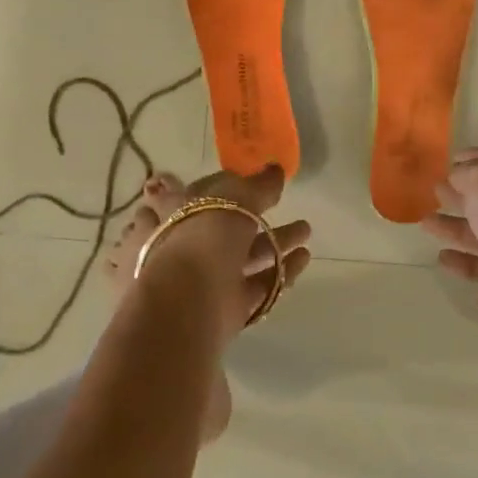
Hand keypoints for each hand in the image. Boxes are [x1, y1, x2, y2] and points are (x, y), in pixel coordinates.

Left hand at [137, 165, 311, 332]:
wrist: (188, 304)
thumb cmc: (201, 237)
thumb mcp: (232, 197)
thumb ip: (257, 185)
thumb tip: (275, 170)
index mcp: (171, 214)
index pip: (190, 193)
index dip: (216, 185)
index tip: (243, 178)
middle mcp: (183, 246)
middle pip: (223, 227)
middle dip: (255, 215)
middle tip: (282, 202)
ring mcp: (204, 279)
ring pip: (244, 257)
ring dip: (275, 242)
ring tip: (306, 229)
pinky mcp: (225, 307)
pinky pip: (258, 285)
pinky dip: (281, 270)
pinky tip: (304, 257)